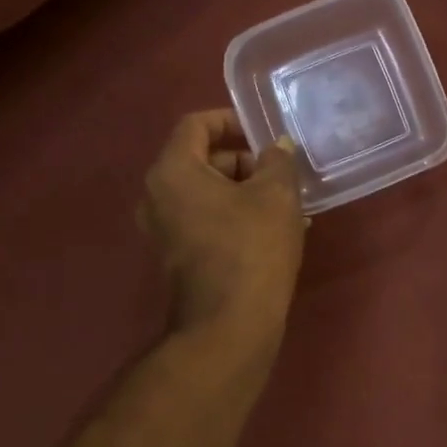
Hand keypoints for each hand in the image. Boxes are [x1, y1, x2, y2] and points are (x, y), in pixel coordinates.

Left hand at [139, 110, 305, 337]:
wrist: (229, 325)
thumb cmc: (251, 248)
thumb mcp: (276, 195)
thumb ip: (278, 161)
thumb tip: (278, 149)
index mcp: (172, 171)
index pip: (196, 125)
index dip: (231, 120)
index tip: (264, 133)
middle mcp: (157, 196)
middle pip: (203, 160)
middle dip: (246, 162)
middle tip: (283, 175)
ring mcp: (164, 229)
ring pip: (209, 193)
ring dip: (247, 192)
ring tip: (290, 206)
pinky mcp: (178, 255)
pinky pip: (207, 219)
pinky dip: (237, 216)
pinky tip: (277, 231)